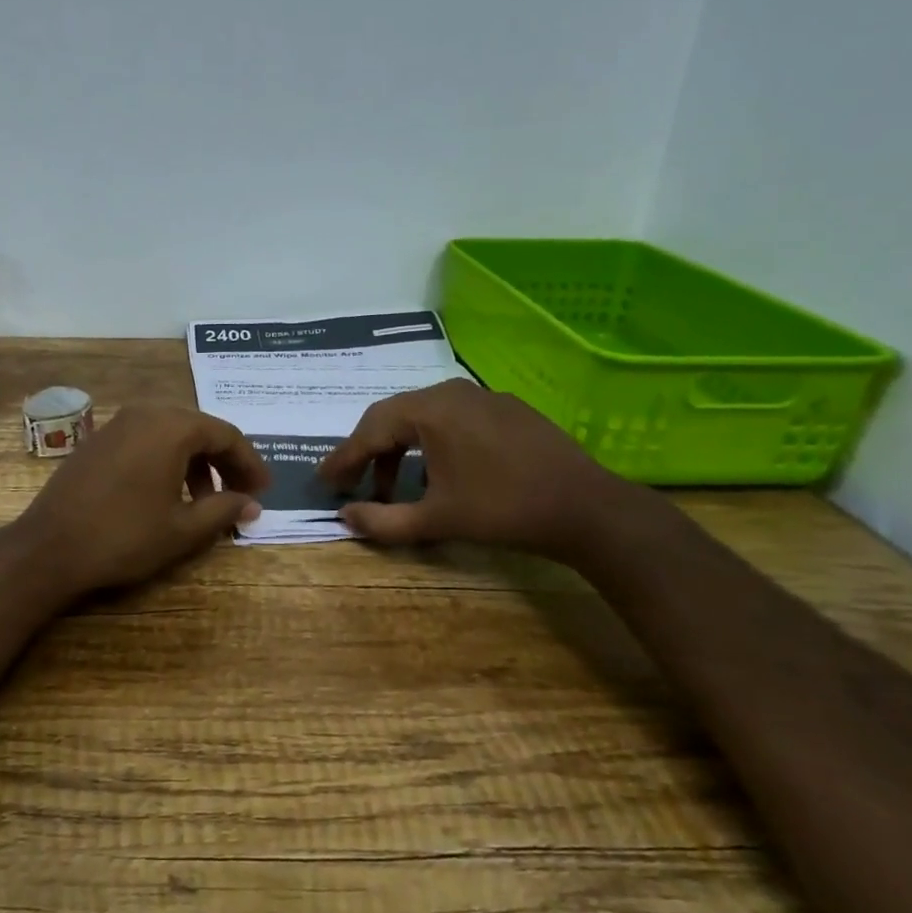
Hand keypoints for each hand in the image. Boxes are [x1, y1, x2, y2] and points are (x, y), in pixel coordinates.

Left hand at [11, 406, 268, 598]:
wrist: (49, 547)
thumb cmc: (124, 536)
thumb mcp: (182, 529)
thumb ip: (223, 510)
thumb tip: (252, 504)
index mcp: (171, 426)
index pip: (225, 435)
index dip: (249, 463)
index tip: (263, 491)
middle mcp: (145, 413)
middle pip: (199, 430)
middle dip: (224, 463)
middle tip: (240, 495)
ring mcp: (117, 424)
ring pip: (171, 434)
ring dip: (194, 464)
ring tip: (203, 504)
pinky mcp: (97, 440)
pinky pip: (145, 440)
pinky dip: (166, 461)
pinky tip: (166, 495)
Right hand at [316, 379, 638, 558]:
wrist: (588, 509)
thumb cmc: (503, 511)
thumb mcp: (436, 520)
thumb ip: (383, 520)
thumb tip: (344, 517)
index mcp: (429, 411)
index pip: (370, 430)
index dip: (343, 458)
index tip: (324, 480)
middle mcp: (451, 392)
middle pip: (393, 417)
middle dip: (368, 451)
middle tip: (352, 483)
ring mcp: (482, 396)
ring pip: (423, 417)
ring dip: (400, 448)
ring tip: (394, 486)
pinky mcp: (506, 408)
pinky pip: (452, 419)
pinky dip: (431, 443)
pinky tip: (438, 472)